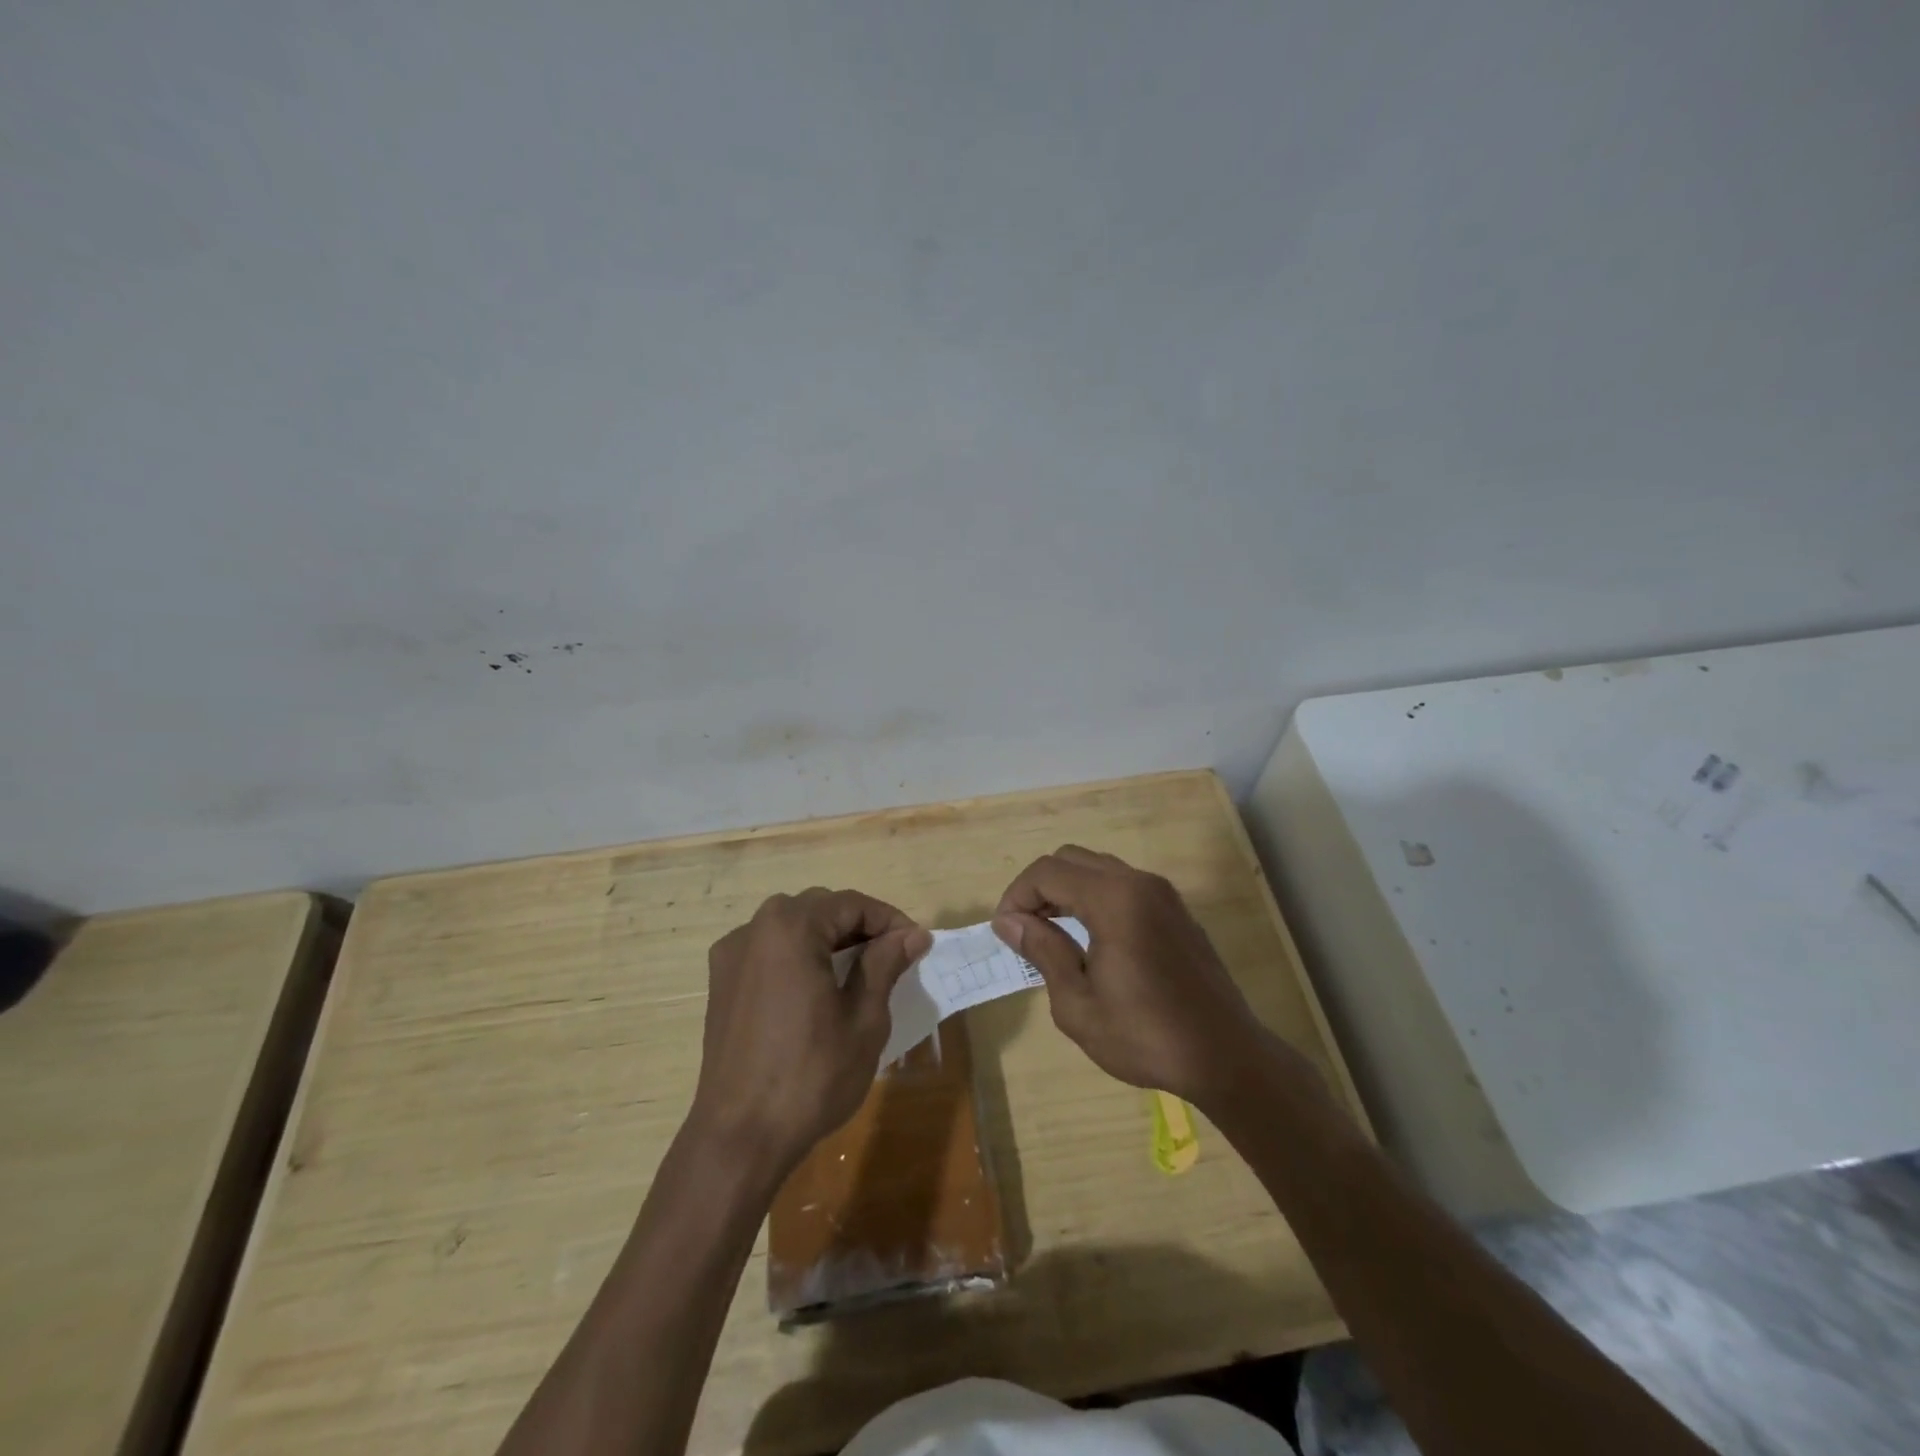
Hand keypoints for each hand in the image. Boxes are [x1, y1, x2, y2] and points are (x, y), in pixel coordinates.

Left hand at [692, 889, 931, 1172]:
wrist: (739, 1137)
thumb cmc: (811, 1076)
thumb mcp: (864, 1019)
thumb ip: (886, 964)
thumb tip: (914, 934)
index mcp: (791, 928)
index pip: (851, 904)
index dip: (889, 920)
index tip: (916, 945)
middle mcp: (755, 928)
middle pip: (819, 908)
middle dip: (859, 926)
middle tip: (892, 958)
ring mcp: (732, 954)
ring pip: (792, 926)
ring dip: (828, 938)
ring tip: (858, 972)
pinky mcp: (721, 982)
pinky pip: (768, 949)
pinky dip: (797, 955)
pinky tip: (815, 988)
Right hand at [993, 845, 1313, 1109]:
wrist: (1226, 1057)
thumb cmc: (1146, 1037)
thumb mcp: (1078, 1004)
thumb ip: (1043, 951)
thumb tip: (1009, 921)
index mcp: (1114, 900)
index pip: (1047, 872)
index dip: (1016, 895)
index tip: (1005, 932)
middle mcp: (1139, 882)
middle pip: (1071, 859)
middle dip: (1039, 888)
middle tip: (1024, 930)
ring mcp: (1162, 893)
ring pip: (1097, 868)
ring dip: (1066, 890)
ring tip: (1051, 934)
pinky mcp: (1175, 910)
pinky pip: (1122, 884)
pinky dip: (1094, 897)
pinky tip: (1089, 937)